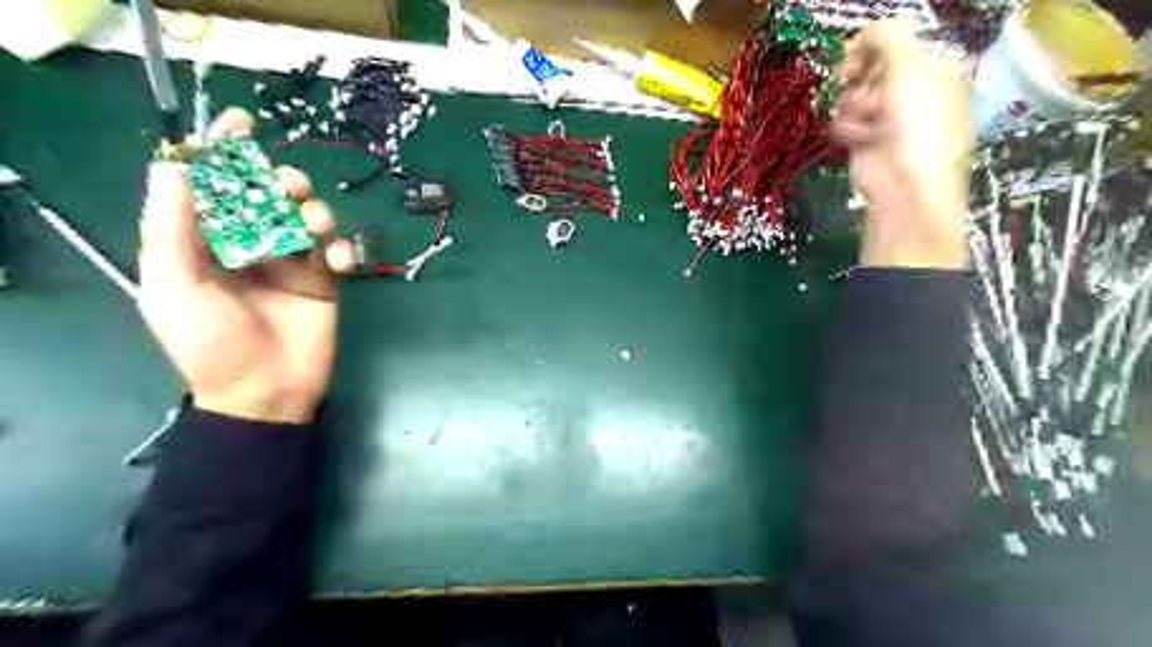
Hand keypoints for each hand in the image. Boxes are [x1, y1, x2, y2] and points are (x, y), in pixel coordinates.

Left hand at [138, 109, 358, 424]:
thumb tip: (174, 164)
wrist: (265, 391)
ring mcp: (291, 262)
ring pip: (309, 216)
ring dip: (315, 212)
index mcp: (205, 242)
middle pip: (269, 195)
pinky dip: (343, 249)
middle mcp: (250, 245)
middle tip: (290, 189)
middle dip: (282, 182)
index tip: (243, 122)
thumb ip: (171, 227)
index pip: (214, 186)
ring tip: (315, 228)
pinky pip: (339, 250)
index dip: (225, 152)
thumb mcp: (173, 286)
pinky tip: (340, 264)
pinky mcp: (325, 280)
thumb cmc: (211, 343)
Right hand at [833, 19, 974, 268]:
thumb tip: (867, 30)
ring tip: (867, 123)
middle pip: (868, 69)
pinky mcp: (862, 139)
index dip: (871, 47)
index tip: (853, 56)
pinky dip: (847, 129)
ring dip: (853, 108)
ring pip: (850, 96)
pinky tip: (859, 139)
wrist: (904, 184)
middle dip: (861, 80)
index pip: (894, 43)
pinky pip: (843, 122)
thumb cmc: (917, 125)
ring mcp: (884, 117)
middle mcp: (908, 90)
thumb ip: (888, 38)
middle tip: (857, 89)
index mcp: (932, 68)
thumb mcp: (909, 70)